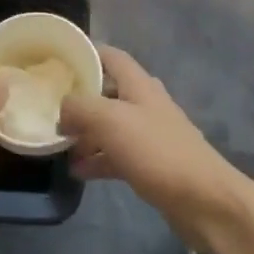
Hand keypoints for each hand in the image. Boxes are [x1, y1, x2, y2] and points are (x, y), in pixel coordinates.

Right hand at [59, 46, 250, 251]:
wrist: (204, 200)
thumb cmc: (157, 151)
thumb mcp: (110, 121)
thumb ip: (80, 107)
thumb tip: (62, 108)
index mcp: (139, 85)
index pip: (110, 56)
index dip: (85, 53)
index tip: (56, 62)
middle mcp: (145, 104)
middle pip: (107, 92)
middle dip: (79, 100)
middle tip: (48, 109)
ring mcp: (149, 135)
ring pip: (109, 126)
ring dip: (85, 134)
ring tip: (57, 145)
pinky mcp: (151, 164)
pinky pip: (116, 155)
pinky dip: (97, 160)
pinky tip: (76, 171)